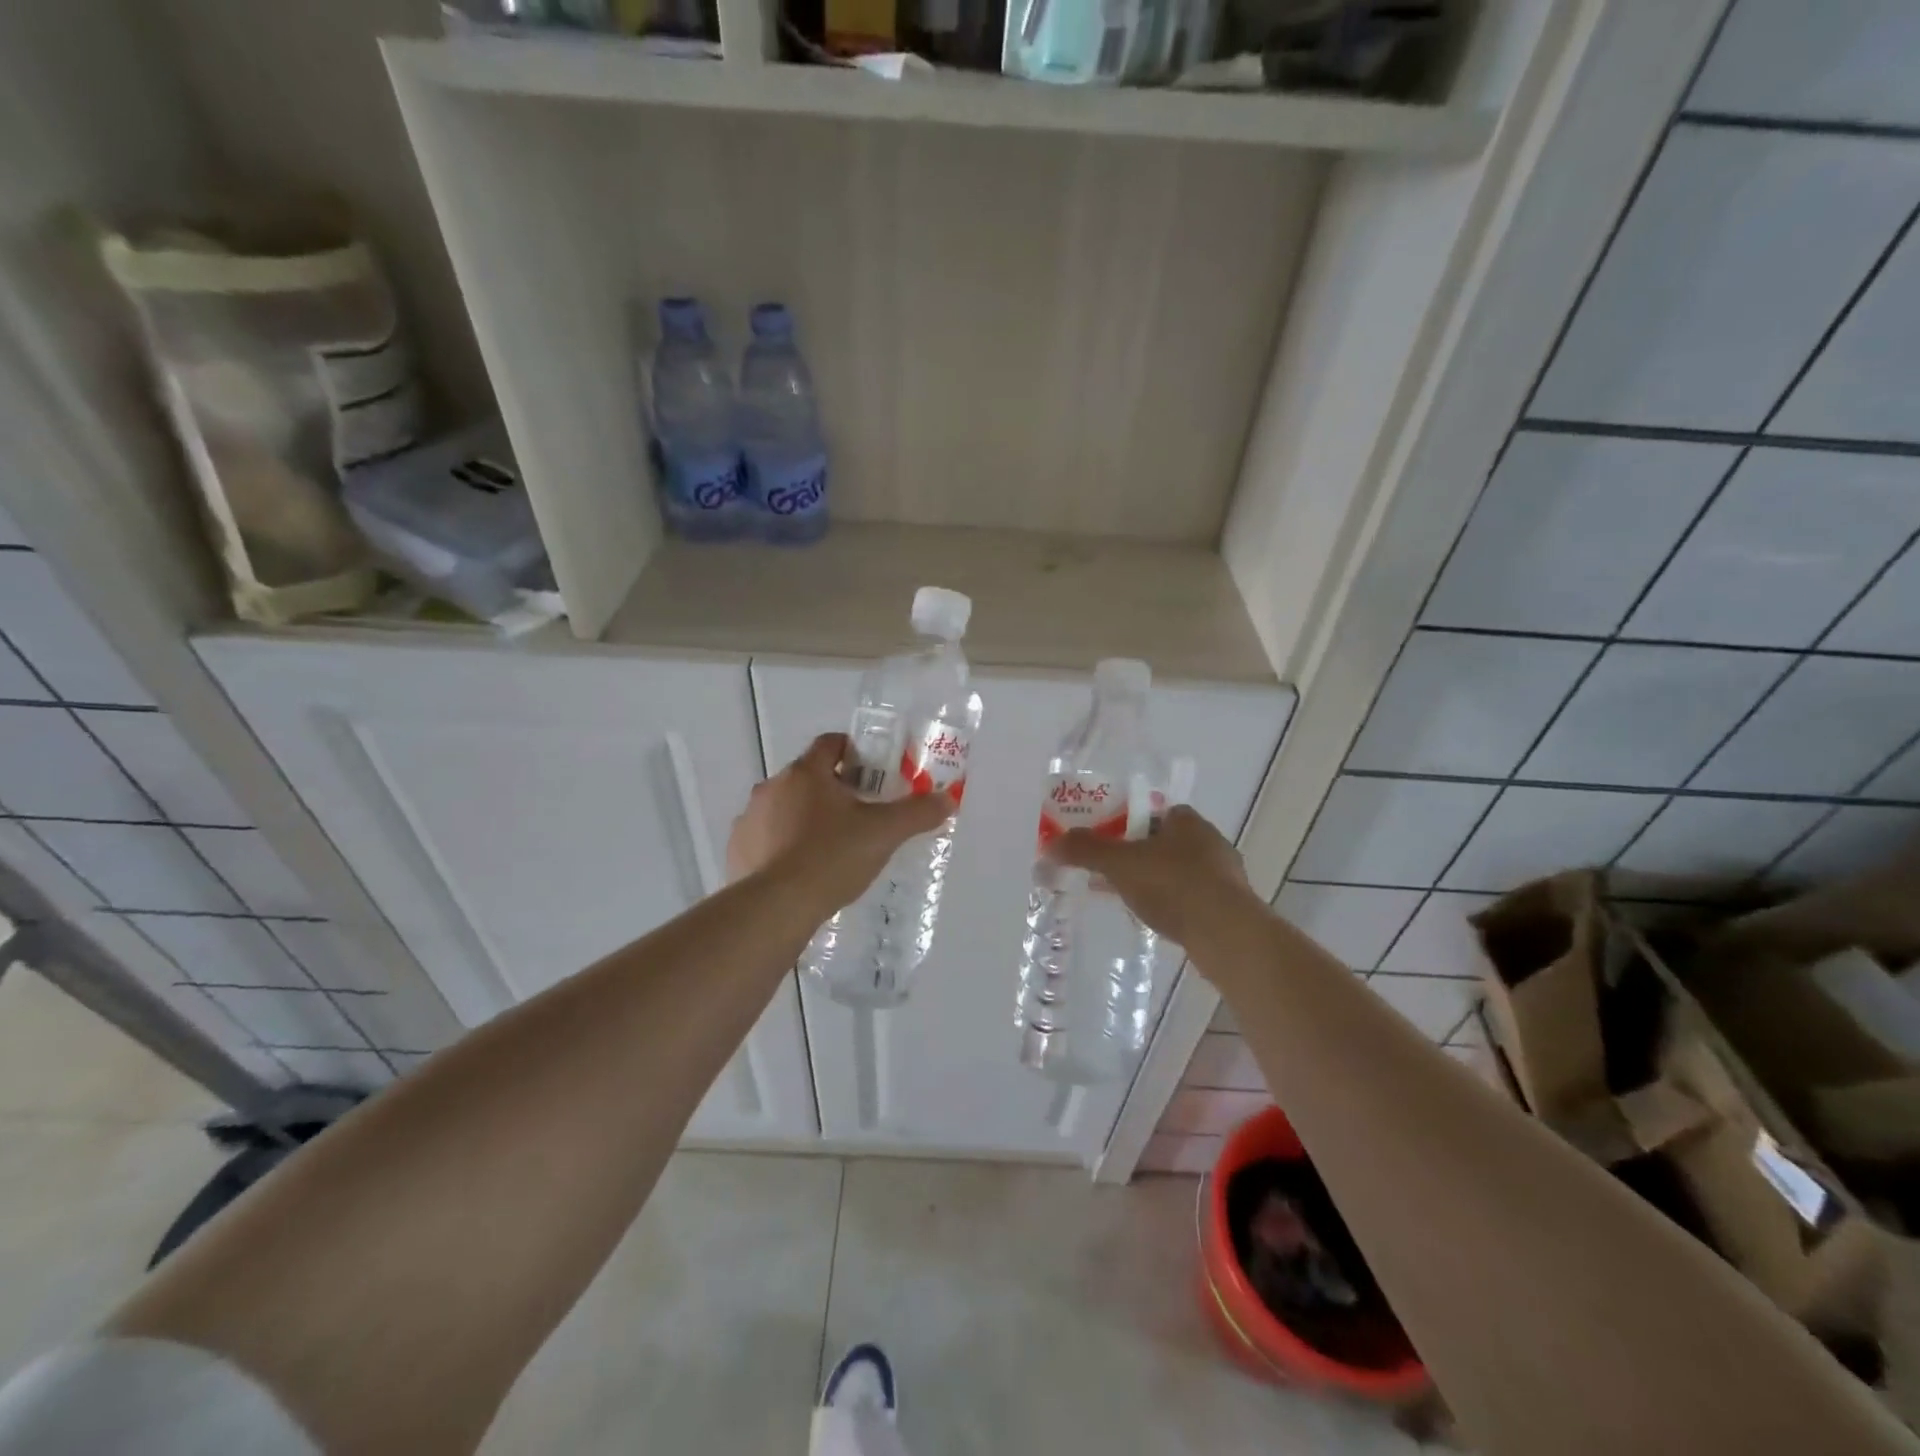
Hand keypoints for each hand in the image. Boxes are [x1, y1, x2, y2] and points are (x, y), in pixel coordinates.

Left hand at [727, 733, 954, 910]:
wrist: (777, 906)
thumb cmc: (832, 857)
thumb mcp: (884, 834)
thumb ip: (918, 813)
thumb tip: (948, 799)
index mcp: (806, 773)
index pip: (829, 744)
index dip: (853, 750)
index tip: (872, 770)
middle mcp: (772, 787)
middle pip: (808, 777)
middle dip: (833, 789)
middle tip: (860, 814)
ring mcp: (749, 818)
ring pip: (784, 807)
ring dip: (805, 817)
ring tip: (830, 847)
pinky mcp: (736, 849)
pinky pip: (765, 837)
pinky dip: (782, 845)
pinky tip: (801, 870)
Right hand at [1049, 805, 1261, 948]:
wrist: (1226, 934)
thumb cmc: (1173, 885)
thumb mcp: (1120, 864)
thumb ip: (1086, 850)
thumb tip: (1051, 843)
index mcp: (1187, 820)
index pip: (1152, 812)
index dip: (1125, 824)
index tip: (1105, 842)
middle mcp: (1209, 841)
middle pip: (1162, 842)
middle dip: (1135, 855)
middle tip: (1108, 872)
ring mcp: (1223, 875)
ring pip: (1177, 871)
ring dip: (1152, 881)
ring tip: (1126, 898)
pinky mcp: (1229, 906)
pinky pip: (1190, 898)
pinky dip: (1170, 904)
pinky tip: (1154, 919)